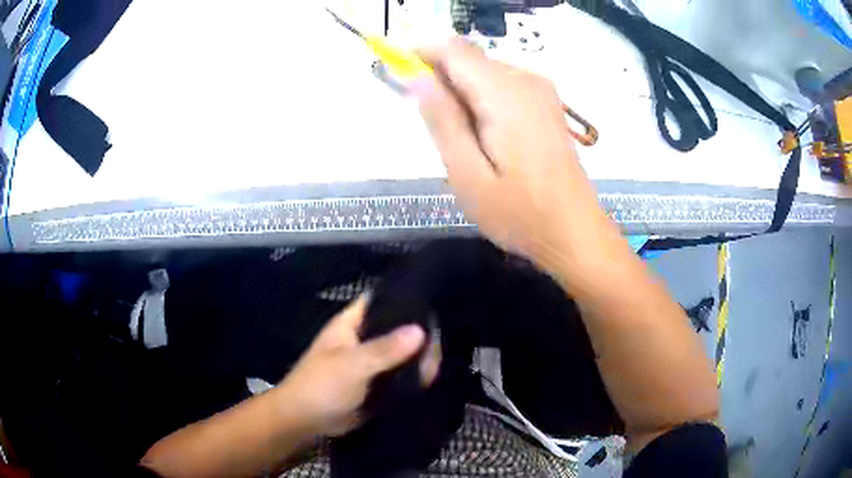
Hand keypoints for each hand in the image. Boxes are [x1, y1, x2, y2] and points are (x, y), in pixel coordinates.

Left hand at [276, 296, 435, 437]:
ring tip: (436, 365)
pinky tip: (429, 379)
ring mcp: (370, 363)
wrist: (306, 422)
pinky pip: (400, 375)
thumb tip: (421, 330)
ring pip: (401, 354)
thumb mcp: (352, 365)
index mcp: (351, 324)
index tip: (431, 302)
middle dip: (417, 335)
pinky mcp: (376, 384)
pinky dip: (413, 377)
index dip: (403, 297)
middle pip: (397, 328)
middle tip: (438, 347)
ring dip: (417, 359)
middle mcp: (363, 339)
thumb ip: (385, 349)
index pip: (380, 300)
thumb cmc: (321, 386)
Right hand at [412, 38, 606, 269]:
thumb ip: (442, 120)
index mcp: (504, 94)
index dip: (420, 56)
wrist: (575, 232)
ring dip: (462, 96)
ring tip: (465, 145)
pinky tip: (489, 140)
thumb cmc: (520, 213)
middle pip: (468, 59)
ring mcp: (541, 90)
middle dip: (442, 83)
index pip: (452, 50)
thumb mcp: (467, 175)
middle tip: (439, 134)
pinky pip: (502, 86)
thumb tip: (418, 77)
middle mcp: (525, 80)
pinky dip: (483, 102)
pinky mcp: (546, 103)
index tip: (402, 83)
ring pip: (484, 72)